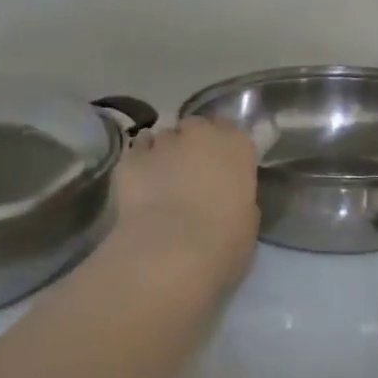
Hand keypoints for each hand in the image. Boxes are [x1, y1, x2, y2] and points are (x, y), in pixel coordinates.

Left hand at [106, 117, 259, 300]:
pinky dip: (140, 164)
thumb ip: (237, 195)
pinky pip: (137, 152)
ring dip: (165, 153)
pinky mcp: (130, 159)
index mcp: (236, 145)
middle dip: (192, 143)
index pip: (231, 131)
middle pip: (195, 127)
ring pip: (164, 138)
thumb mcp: (247, 218)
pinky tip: (140, 185)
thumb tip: (224, 195)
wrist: (172, 251)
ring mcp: (163, 143)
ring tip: (161, 180)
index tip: (220, 166)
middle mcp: (200, 134)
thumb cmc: (224, 239)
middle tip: (191, 171)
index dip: (223, 148)